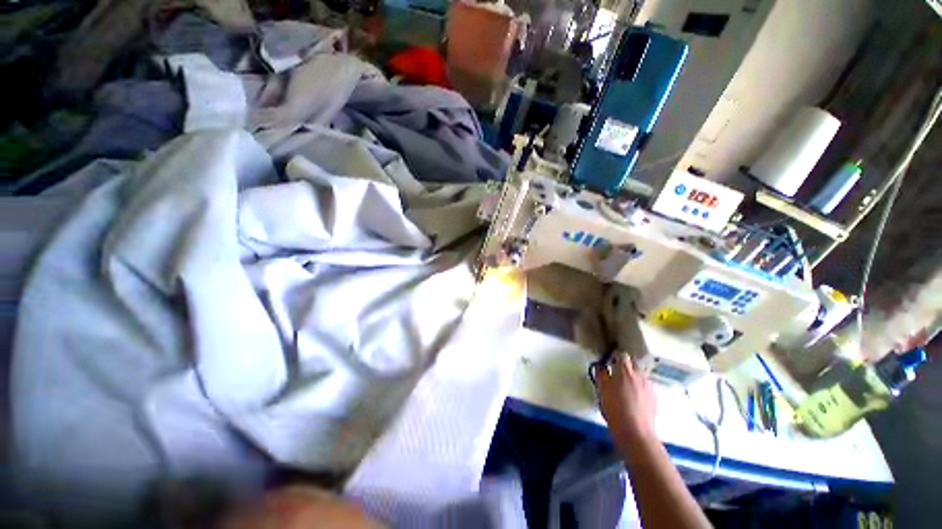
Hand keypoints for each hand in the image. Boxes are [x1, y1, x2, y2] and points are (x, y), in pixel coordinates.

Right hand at [595, 353, 657, 450]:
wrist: (635, 431)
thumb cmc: (614, 408)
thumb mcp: (602, 390)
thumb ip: (601, 375)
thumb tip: (601, 367)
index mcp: (625, 370)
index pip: (622, 356)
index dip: (616, 359)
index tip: (610, 365)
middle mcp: (639, 375)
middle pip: (634, 364)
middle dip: (626, 367)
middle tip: (617, 376)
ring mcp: (649, 386)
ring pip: (641, 376)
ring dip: (634, 378)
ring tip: (626, 389)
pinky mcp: (654, 398)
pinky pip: (646, 387)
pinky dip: (640, 389)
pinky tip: (634, 399)